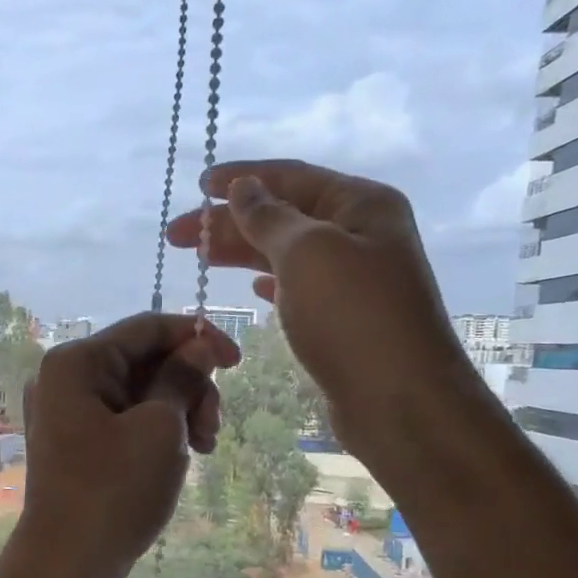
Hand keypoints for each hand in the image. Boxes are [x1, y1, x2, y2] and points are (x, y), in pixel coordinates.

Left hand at [6, 312, 239, 577]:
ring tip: (202, 449)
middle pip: (144, 359)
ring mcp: (66, 412)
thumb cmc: (115, 491)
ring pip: (138, 391)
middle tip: (212, 430)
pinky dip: (156, 430)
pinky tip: (178, 457)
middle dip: (189, 386)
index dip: (198, 338)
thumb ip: (182, 377)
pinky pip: (124, 418)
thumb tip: (200, 345)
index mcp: (76, 362)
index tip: (238, 363)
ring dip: (178, 411)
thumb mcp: (159, 428)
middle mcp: (64, 378)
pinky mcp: (75, 442)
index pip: (148, 327)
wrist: (67, 564)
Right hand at [166, 158, 479, 466]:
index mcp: (361, 204)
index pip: (292, 177)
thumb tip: (244, 188)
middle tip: (177, 236)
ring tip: (200, 258)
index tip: (197, 185)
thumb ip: (270, 217)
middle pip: (285, 216)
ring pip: (287, 255)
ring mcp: (355, 279)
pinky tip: (252, 288)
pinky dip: (271, 283)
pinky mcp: (344, 319)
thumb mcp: (307, 253)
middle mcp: (362, 234)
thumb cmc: (353, 317)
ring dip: (243, 252)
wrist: (399, 400)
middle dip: (229, 221)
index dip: (242, 177)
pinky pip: (299, 288)